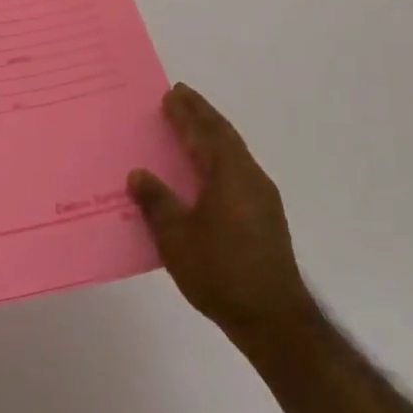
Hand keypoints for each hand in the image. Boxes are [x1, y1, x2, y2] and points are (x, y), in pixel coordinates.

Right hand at [128, 84, 316, 344]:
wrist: (274, 319)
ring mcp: (262, 199)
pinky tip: (205, 174)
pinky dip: (219, 160)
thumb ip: (157, 201)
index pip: (206, 132)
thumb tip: (139, 175)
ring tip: (190, 130)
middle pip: (224, 136)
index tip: (172, 92)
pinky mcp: (265, 219)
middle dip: (202, 115)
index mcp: (229, 174)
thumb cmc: (220, 271)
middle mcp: (249, 178)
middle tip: (180, 98)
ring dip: (212, 137)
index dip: (188, 112)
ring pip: (234, 155)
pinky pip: (237, 173)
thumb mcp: (176, 236)